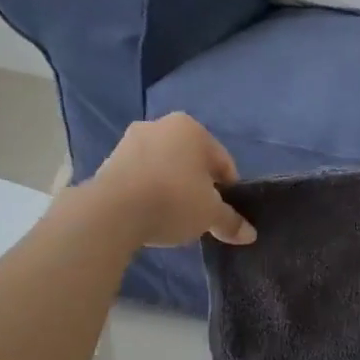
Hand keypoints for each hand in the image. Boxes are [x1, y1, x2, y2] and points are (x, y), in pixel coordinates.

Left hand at [88, 114, 256, 247]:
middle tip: (200, 214)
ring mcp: (130, 141)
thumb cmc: (173, 200)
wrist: (113, 211)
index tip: (225, 213)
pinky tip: (150, 212)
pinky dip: (149, 190)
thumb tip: (250, 234)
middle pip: (191, 161)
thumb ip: (230, 221)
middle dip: (198, 185)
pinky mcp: (109, 160)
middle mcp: (160, 125)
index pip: (223, 162)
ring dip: (172, 186)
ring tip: (173, 216)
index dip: (229, 190)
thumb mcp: (210, 214)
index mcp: (191, 129)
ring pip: (164, 166)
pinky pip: (140, 176)